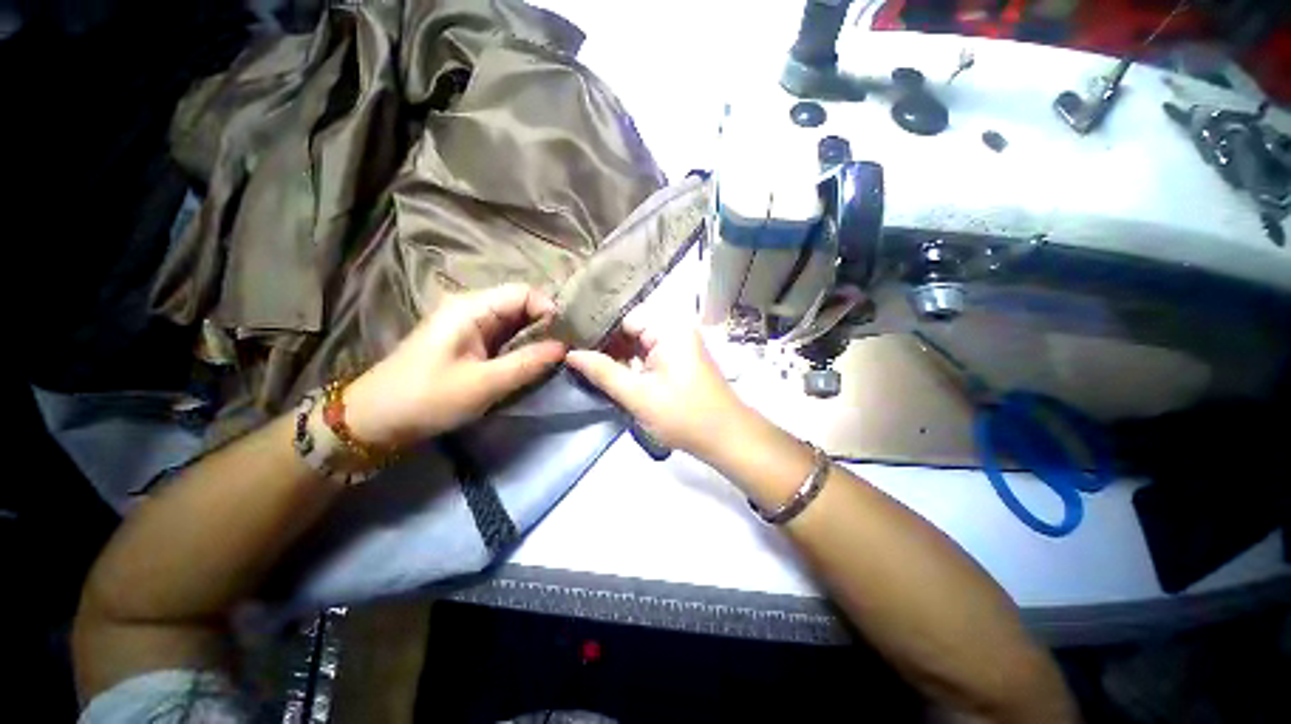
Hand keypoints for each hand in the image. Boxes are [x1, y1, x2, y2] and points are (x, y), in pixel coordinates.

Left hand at [343, 284, 565, 448]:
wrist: (375, 419)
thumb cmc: (427, 398)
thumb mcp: (484, 384)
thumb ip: (527, 363)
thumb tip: (564, 348)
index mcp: (471, 308)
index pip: (523, 293)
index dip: (549, 310)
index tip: (567, 337)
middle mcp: (471, 309)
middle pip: (520, 305)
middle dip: (546, 324)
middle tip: (567, 349)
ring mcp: (469, 326)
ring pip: (514, 322)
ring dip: (536, 337)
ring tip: (557, 356)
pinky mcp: (468, 343)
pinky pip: (504, 337)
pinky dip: (522, 347)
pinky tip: (535, 361)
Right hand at [565, 313, 746, 457]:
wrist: (726, 437)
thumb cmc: (683, 415)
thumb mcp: (638, 396)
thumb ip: (603, 372)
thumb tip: (571, 353)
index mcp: (669, 328)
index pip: (624, 317)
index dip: (598, 330)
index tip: (572, 342)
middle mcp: (676, 329)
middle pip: (632, 328)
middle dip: (607, 344)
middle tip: (575, 356)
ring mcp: (679, 344)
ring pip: (639, 343)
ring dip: (618, 355)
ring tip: (587, 365)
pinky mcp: (680, 359)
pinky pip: (650, 354)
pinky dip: (633, 363)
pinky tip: (612, 373)